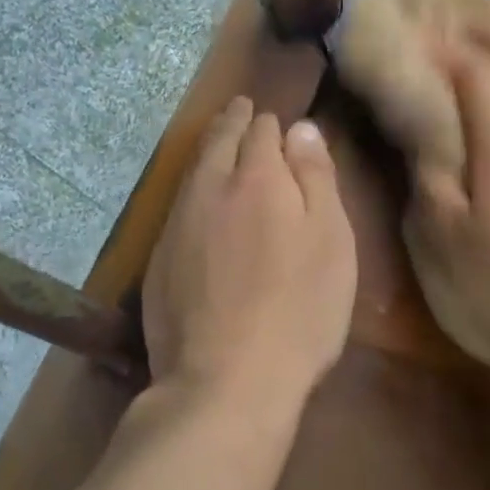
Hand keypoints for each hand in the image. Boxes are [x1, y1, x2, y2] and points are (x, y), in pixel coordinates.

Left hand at [143, 98, 357, 415]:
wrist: (226, 380)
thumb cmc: (300, 309)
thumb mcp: (331, 240)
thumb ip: (316, 178)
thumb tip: (301, 127)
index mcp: (258, 177)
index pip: (263, 130)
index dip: (272, 123)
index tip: (277, 120)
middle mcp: (211, 188)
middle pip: (220, 140)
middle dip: (233, 121)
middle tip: (241, 109)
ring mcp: (178, 223)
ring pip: (194, 169)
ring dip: (209, 148)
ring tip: (219, 137)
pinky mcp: (158, 258)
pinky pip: (178, 204)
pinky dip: (193, 187)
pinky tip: (198, 198)